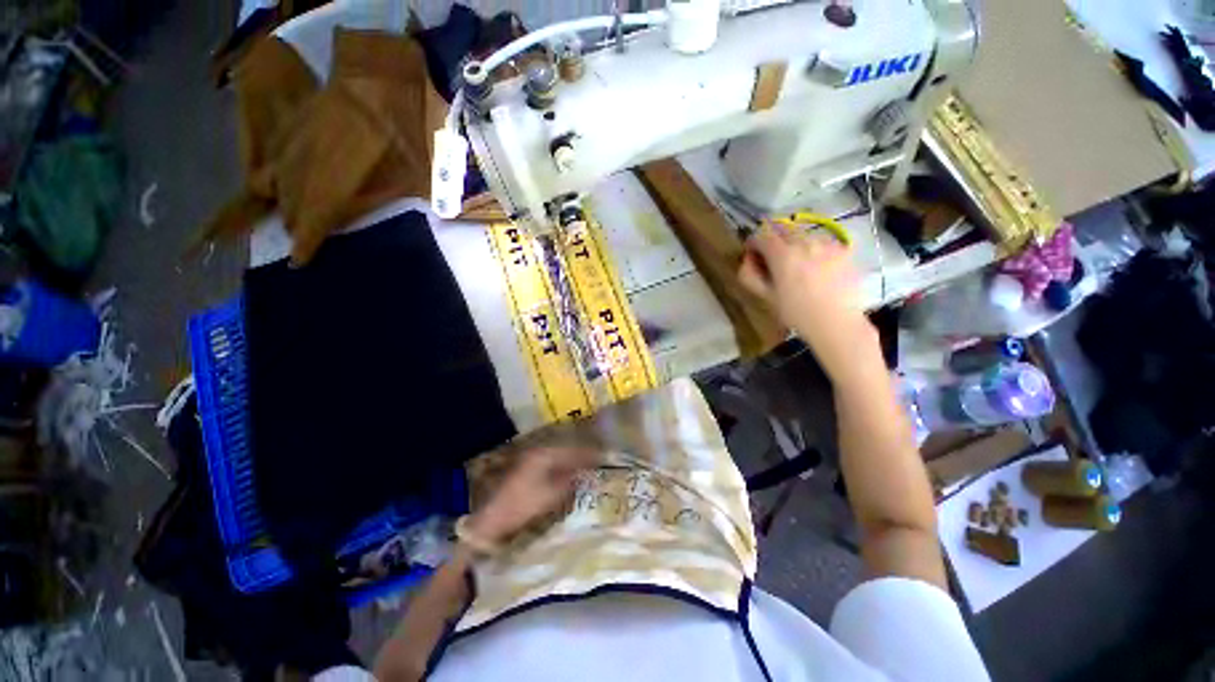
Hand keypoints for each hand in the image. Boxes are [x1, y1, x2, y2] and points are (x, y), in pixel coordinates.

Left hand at [467, 446, 599, 544]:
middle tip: (596, 462)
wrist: (492, 519)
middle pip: (565, 451)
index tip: (602, 457)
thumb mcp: (551, 495)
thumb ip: (570, 482)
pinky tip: (568, 476)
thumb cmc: (523, 505)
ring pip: (558, 458)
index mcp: (544, 454)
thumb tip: (585, 474)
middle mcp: (538, 452)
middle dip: (581, 456)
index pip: (572, 451)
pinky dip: (562, 468)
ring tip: (586, 468)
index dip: (588, 454)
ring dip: (572, 462)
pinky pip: (551, 464)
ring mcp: (530, 460)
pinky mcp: (526, 470)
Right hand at [738, 227, 878, 379]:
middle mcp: (804, 242)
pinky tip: (817, 266)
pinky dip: (814, 248)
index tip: (752, 254)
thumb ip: (750, 275)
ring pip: (803, 234)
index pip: (761, 235)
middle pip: (782, 230)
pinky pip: (822, 241)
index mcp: (782, 254)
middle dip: (773, 240)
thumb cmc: (796, 313)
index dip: (753, 243)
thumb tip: (746, 259)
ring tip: (797, 263)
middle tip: (773, 258)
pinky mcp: (843, 249)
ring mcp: (826, 243)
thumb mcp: (765, 297)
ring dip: (794, 243)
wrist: (836, 322)